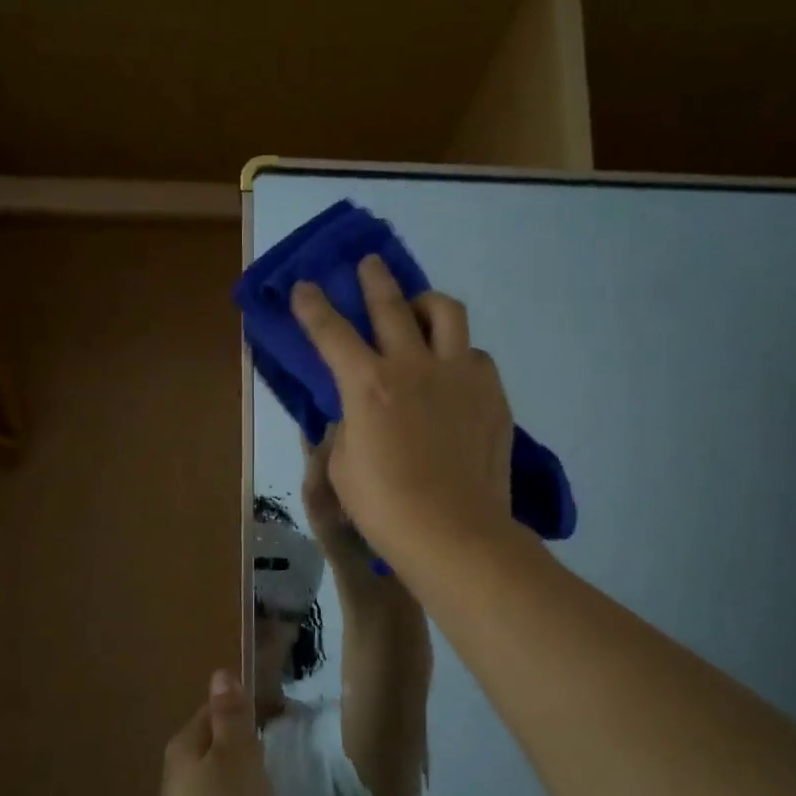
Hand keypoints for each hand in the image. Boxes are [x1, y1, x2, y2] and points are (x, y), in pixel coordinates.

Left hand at [155, 671, 274, 795]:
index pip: (214, 712)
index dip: (245, 706)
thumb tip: (220, 674)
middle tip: (283, 745)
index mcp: (185, 748)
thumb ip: (232, 715)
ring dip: (247, 780)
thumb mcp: (236, 753)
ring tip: (279, 783)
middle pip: (216, 748)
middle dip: (246, 744)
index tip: (281, 710)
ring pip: (224, 784)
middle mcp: (181, 779)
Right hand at [290, 256, 514, 569]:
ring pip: (447, 313)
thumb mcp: (344, 466)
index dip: (313, 307)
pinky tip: (454, 374)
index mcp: (368, 384)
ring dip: (427, 303)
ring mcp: (459, 376)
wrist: (455, 532)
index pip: (332, 332)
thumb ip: (349, 427)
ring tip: (420, 310)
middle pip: (392, 305)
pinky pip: (476, 355)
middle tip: (369, 263)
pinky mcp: (491, 394)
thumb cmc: (386, 507)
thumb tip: (360, 413)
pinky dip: (460, 355)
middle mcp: (414, 366)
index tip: (305, 286)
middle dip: (375, 279)